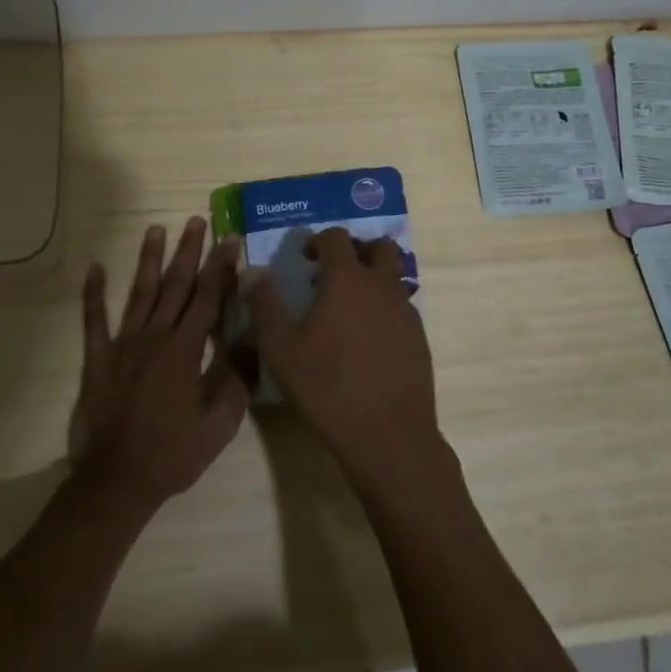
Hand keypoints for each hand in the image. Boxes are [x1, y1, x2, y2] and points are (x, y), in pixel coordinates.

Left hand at [69, 218, 249, 515]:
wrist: (115, 482)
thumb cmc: (173, 454)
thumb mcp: (220, 423)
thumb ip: (237, 379)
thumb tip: (253, 340)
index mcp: (185, 350)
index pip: (208, 298)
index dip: (220, 267)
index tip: (229, 239)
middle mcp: (154, 337)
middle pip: (175, 285)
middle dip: (188, 251)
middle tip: (196, 221)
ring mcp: (122, 345)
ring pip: (139, 293)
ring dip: (148, 260)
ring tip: (155, 229)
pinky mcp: (97, 360)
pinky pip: (93, 321)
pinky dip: (93, 294)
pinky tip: (94, 268)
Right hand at [250, 228, 441, 495]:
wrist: (388, 434)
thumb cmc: (327, 387)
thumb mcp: (281, 349)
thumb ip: (265, 305)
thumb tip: (251, 272)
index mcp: (347, 280)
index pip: (337, 237)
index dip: (319, 240)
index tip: (305, 258)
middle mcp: (381, 286)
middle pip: (378, 247)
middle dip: (357, 251)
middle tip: (334, 275)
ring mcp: (406, 311)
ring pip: (393, 277)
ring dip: (373, 280)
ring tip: (348, 311)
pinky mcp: (419, 337)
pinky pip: (401, 308)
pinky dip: (384, 310)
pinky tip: (367, 342)